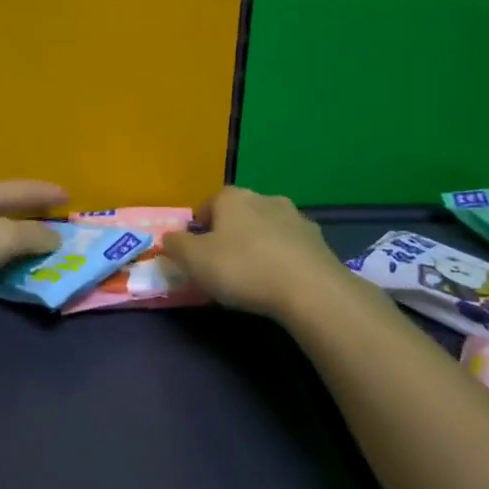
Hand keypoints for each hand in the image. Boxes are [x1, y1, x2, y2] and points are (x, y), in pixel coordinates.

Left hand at [0, 180, 68, 300]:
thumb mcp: (0, 239)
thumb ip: (31, 237)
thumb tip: (55, 237)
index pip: (24, 188)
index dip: (47, 192)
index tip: (69, 196)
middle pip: (5, 201)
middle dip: (29, 208)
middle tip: (51, 217)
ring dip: (10, 228)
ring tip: (26, 238)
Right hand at [162, 186, 354, 319]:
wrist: (310, 290)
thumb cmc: (242, 269)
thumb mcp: (193, 260)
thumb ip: (175, 245)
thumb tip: (170, 238)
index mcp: (232, 198)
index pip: (208, 205)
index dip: (199, 229)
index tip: (197, 254)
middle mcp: (265, 198)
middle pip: (239, 215)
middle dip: (230, 235)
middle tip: (223, 266)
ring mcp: (296, 218)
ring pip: (267, 229)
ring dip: (258, 245)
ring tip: (254, 277)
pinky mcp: (318, 241)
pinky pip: (291, 247)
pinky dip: (282, 259)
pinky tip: (280, 283)